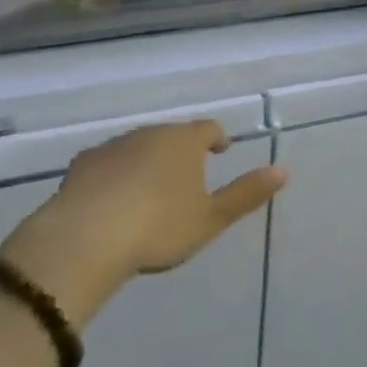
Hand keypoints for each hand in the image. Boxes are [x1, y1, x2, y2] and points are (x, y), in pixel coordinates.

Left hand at [3, 121, 286, 325]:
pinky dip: (115, 174)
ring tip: (149, 189)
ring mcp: (112, 146)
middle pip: (171, 135)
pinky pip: (106, 163)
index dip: (216, 138)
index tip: (220, 150)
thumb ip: (246, 194)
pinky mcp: (82, 164)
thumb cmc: (159, 227)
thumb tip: (283, 171)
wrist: (86, 237)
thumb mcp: (210, 218)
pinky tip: (111, 198)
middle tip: (185, 175)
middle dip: (180, 151)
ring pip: (137, 146)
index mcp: (183, 142)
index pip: (207, 129)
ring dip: (147, 161)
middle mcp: (149, 134)